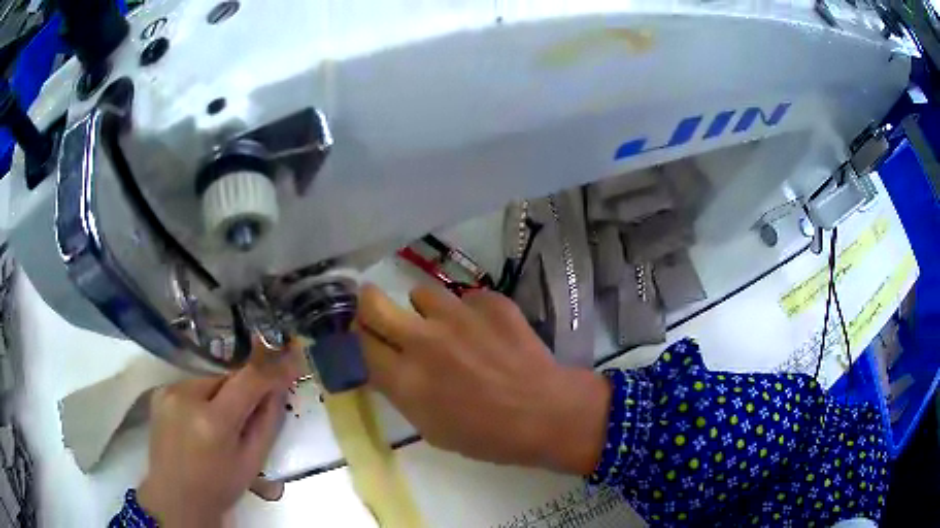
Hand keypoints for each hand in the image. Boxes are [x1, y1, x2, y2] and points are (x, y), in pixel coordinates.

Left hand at [138, 348, 297, 526]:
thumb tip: (279, 387)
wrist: (176, 496)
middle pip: (226, 378)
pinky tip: (201, 421)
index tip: (292, 360)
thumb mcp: (252, 461)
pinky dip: (202, 397)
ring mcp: (168, 391)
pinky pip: (191, 385)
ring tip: (222, 423)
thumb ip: (267, 422)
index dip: (272, 369)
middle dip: (243, 389)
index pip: (248, 381)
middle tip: (251, 410)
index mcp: (213, 422)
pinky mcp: (159, 392)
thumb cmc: (219, 486)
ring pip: (208, 380)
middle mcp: (186, 397)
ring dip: (221, 394)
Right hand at [356, 284, 610, 473]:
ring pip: (421, 293)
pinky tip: (488, 333)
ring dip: (426, 311)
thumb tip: (385, 364)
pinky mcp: (490, 302)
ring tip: (449, 329)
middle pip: (372, 302)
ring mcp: (458, 316)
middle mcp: (423, 340)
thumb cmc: (487, 435)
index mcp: (405, 379)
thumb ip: (400, 391)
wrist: (546, 413)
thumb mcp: (430, 428)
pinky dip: (470, 313)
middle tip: (382, 314)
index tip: (367, 337)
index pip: (360, 341)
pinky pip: (465, 298)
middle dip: (369, 304)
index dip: (360, 337)